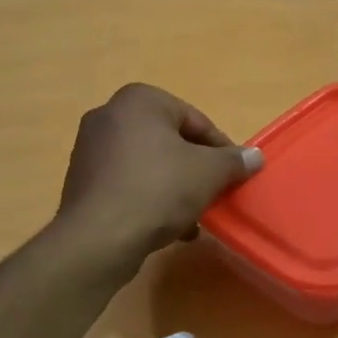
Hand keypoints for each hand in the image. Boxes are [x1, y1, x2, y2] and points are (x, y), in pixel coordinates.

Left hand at [56, 84, 261, 270]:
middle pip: (170, 142)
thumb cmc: (158, 190)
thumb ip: (234, 161)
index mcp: (139, 100)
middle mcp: (108, 115)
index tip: (235, 175)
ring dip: (175, 189)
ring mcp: (90, 149)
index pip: (195, 120)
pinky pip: (127, 184)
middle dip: (195, 170)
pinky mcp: (82, 182)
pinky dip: (149, 200)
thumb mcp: (209, 173)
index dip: (221, 149)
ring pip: (149, 166)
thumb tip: (255, 156)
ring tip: (193, 218)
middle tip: (214, 195)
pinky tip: (167, 228)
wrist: (99, 238)